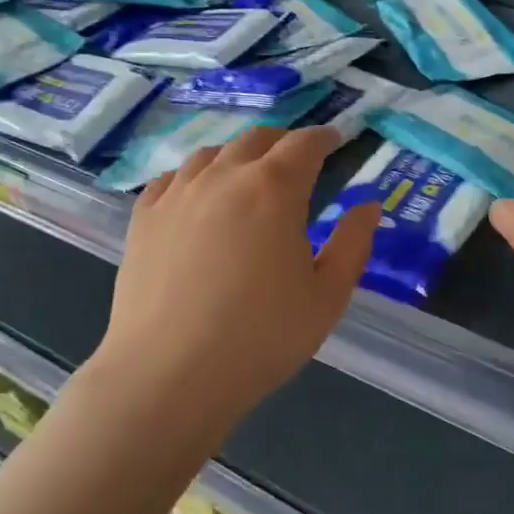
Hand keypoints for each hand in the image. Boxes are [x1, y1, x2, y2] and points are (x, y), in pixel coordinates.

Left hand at [95, 126, 378, 416]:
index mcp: (275, 189)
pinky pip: (172, 179)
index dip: (324, 138)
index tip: (335, 141)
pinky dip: (195, 176)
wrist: (168, 375)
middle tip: (297, 160)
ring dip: (239, 155)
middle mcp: (225, 176)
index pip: (304, 144)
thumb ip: (353, 244)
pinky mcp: (144, 218)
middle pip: (257, 139)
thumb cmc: (261, 336)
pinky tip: (198, 196)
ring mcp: (178, 194)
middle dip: (284, 142)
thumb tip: (369, 207)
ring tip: (248, 175)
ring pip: (212, 153)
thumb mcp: (327, 296)